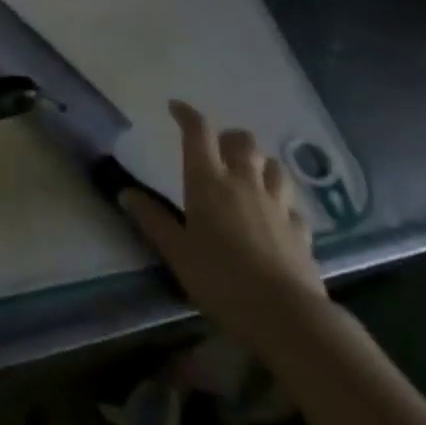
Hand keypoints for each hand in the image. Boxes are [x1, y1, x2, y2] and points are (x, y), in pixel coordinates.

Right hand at [120, 101, 326, 355]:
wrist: (286, 316)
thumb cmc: (220, 278)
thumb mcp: (176, 251)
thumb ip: (153, 220)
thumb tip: (125, 193)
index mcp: (208, 182)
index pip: (198, 133)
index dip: (187, 115)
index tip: (176, 108)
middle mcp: (244, 183)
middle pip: (243, 141)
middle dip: (229, 137)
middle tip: (217, 148)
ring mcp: (277, 206)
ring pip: (274, 167)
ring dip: (260, 164)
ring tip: (249, 174)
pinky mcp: (300, 231)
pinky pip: (292, 206)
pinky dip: (283, 203)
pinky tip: (277, 215)